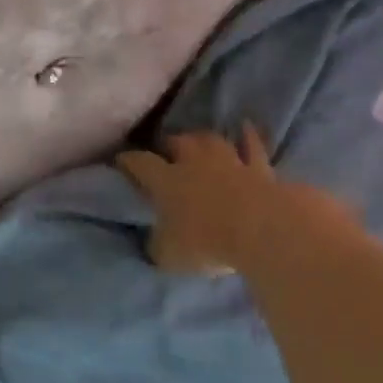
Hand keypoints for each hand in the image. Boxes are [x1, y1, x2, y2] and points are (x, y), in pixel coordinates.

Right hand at [117, 124, 277, 274]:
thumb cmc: (206, 242)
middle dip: (168, 145)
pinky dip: (248, 137)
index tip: (121, 160)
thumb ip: (158, 243)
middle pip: (177, 142)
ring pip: (211, 140)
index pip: (140, 163)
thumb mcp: (168, 254)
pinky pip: (252, 146)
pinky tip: (246, 127)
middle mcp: (194, 162)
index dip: (128, 161)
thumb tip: (155, 240)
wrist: (261, 229)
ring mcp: (229, 161)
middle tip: (164, 151)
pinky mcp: (260, 168)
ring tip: (197, 140)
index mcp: (166, 180)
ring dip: (202, 139)